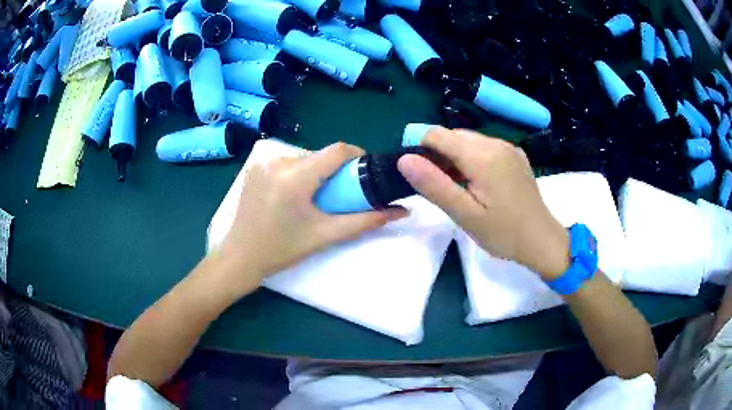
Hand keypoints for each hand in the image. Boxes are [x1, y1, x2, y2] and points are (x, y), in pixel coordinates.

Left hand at [215, 142, 407, 295]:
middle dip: (335, 170)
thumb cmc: (282, 250)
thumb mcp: (325, 235)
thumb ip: (364, 221)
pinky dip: (299, 174)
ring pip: (304, 159)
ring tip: (317, 198)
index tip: (365, 172)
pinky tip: (296, 197)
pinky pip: (287, 164)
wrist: (240, 257)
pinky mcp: (255, 169)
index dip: (357, 156)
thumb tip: (400, 211)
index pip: (336, 151)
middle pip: (320, 155)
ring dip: (316, 173)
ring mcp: (262, 164)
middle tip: (342, 194)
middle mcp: (277, 162)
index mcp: (294, 177)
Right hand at [397, 127, 568, 278]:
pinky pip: (485, 146)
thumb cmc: (503, 233)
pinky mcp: (516, 155)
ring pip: (469, 140)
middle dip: (440, 155)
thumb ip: (434, 185)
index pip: (436, 135)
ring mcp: (508, 147)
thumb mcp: (465, 214)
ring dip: (456, 157)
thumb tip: (404, 159)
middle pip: (453, 135)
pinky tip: (480, 183)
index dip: (421, 151)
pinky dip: (474, 158)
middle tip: (444, 188)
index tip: (424, 177)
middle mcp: (496, 143)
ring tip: (461, 188)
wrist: (542, 240)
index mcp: (482, 156)